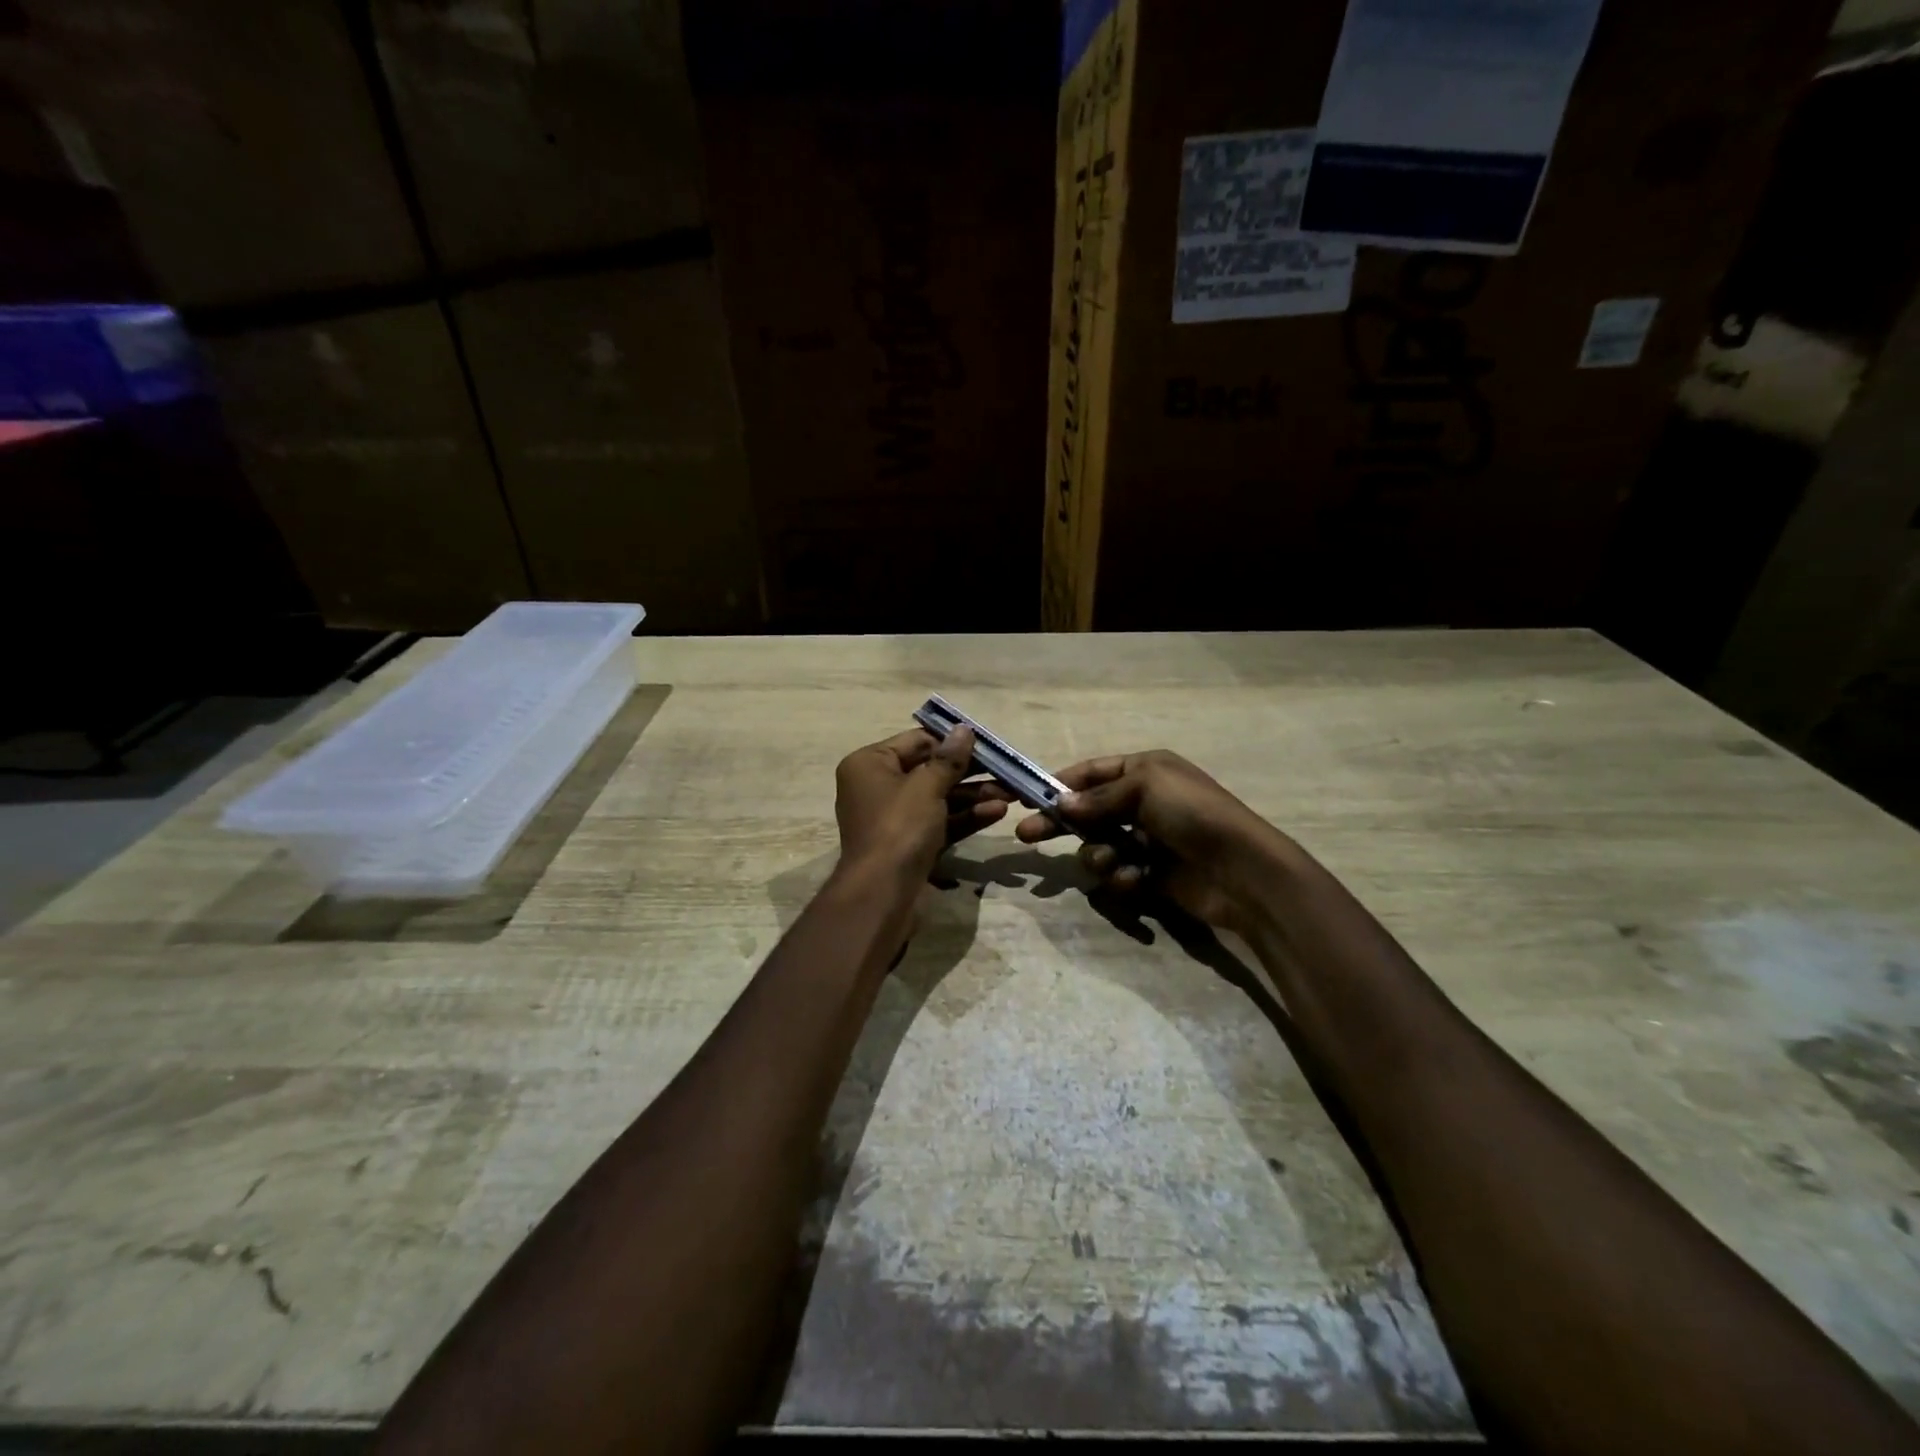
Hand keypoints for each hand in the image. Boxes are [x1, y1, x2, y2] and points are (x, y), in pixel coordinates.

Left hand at [834, 727, 1011, 879]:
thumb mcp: (926, 787)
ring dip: (974, 795)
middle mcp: (878, 787)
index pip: (916, 741)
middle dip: (970, 771)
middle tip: (1006, 769)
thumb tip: (964, 729)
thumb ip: (948, 759)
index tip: (987, 742)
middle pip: (930, 770)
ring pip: (939, 798)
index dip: (952, 741)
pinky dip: (966, 817)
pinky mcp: (910, 844)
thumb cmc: (899, 828)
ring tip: (1012, 792)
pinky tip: (998, 813)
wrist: (882, 896)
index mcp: (870, 764)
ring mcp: (895, 818)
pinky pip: (940, 822)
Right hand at [1014, 750, 1289, 931]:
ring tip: (1115, 862)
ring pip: (1099, 847)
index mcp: (1144, 771)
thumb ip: (1097, 798)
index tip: (1027, 798)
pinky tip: (1139, 880)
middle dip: (1060, 825)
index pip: (1091, 773)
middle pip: (1087, 812)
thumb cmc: (1192, 813)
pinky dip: (1124, 877)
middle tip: (1026, 837)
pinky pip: (1119, 874)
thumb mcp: (1144, 788)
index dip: (1059, 784)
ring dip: (1100, 855)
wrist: (1241, 869)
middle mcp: (1143, 803)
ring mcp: (1147, 841)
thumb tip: (1059, 806)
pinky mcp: (1151, 875)